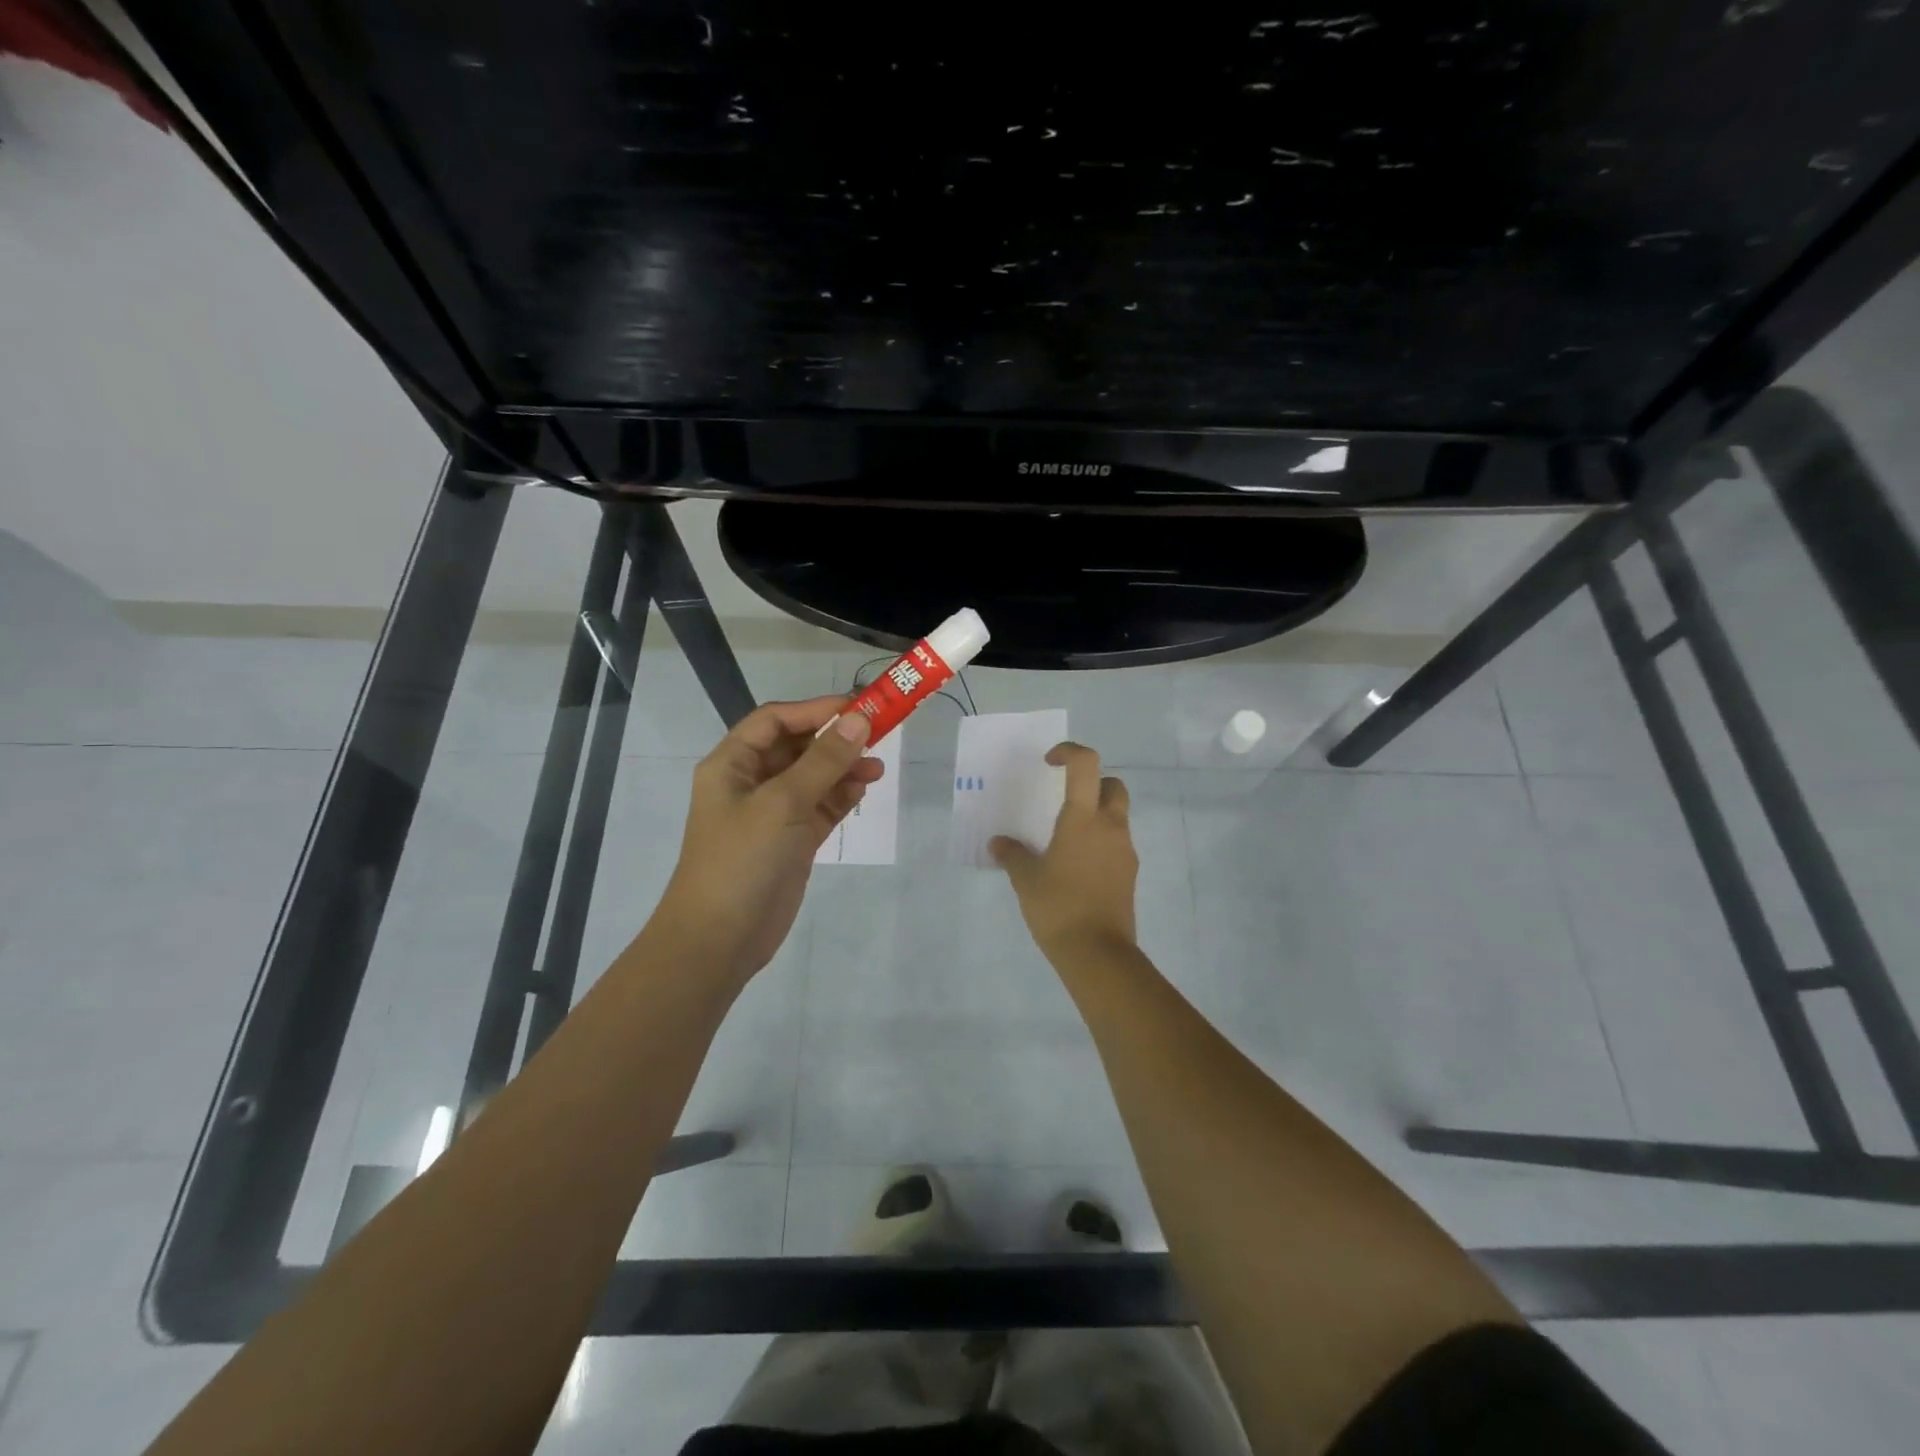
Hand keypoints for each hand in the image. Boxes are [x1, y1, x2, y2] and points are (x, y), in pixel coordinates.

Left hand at [648, 696, 881, 986]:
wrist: (720, 939)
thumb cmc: (741, 860)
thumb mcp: (782, 803)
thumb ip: (823, 761)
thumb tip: (859, 720)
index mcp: (732, 764)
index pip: (775, 720)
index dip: (815, 710)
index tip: (858, 708)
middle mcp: (751, 782)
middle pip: (797, 746)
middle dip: (834, 739)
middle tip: (878, 733)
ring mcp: (773, 813)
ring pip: (814, 777)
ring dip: (843, 767)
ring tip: (877, 767)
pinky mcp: (793, 840)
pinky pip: (821, 806)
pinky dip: (842, 795)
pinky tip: (864, 788)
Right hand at [990, 742, 1137, 964]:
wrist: (1098, 953)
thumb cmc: (1058, 907)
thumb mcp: (1025, 880)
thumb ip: (1012, 855)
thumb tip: (998, 843)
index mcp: (1083, 819)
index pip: (1086, 765)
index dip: (1070, 752)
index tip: (1050, 763)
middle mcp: (1110, 827)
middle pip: (1113, 785)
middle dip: (1093, 783)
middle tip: (1067, 798)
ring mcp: (1124, 851)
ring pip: (1117, 815)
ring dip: (1097, 814)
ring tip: (1066, 838)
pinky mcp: (1130, 874)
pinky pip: (1117, 843)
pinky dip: (1101, 841)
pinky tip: (1078, 865)